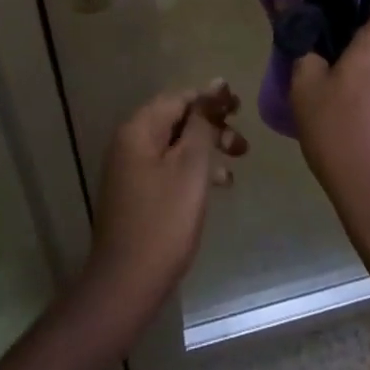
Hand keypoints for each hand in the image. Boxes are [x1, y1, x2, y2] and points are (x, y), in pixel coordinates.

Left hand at [86, 80, 247, 316]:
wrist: (126, 284)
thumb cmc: (164, 220)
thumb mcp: (191, 166)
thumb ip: (203, 123)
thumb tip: (215, 86)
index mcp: (139, 129)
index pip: (179, 97)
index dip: (211, 99)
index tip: (240, 107)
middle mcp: (131, 142)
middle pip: (177, 120)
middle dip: (212, 125)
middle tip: (243, 141)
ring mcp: (131, 169)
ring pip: (176, 145)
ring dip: (208, 148)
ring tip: (238, 161)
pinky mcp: (138, 193)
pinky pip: (170, 167)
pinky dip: (194, 170)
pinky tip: (219, 184)